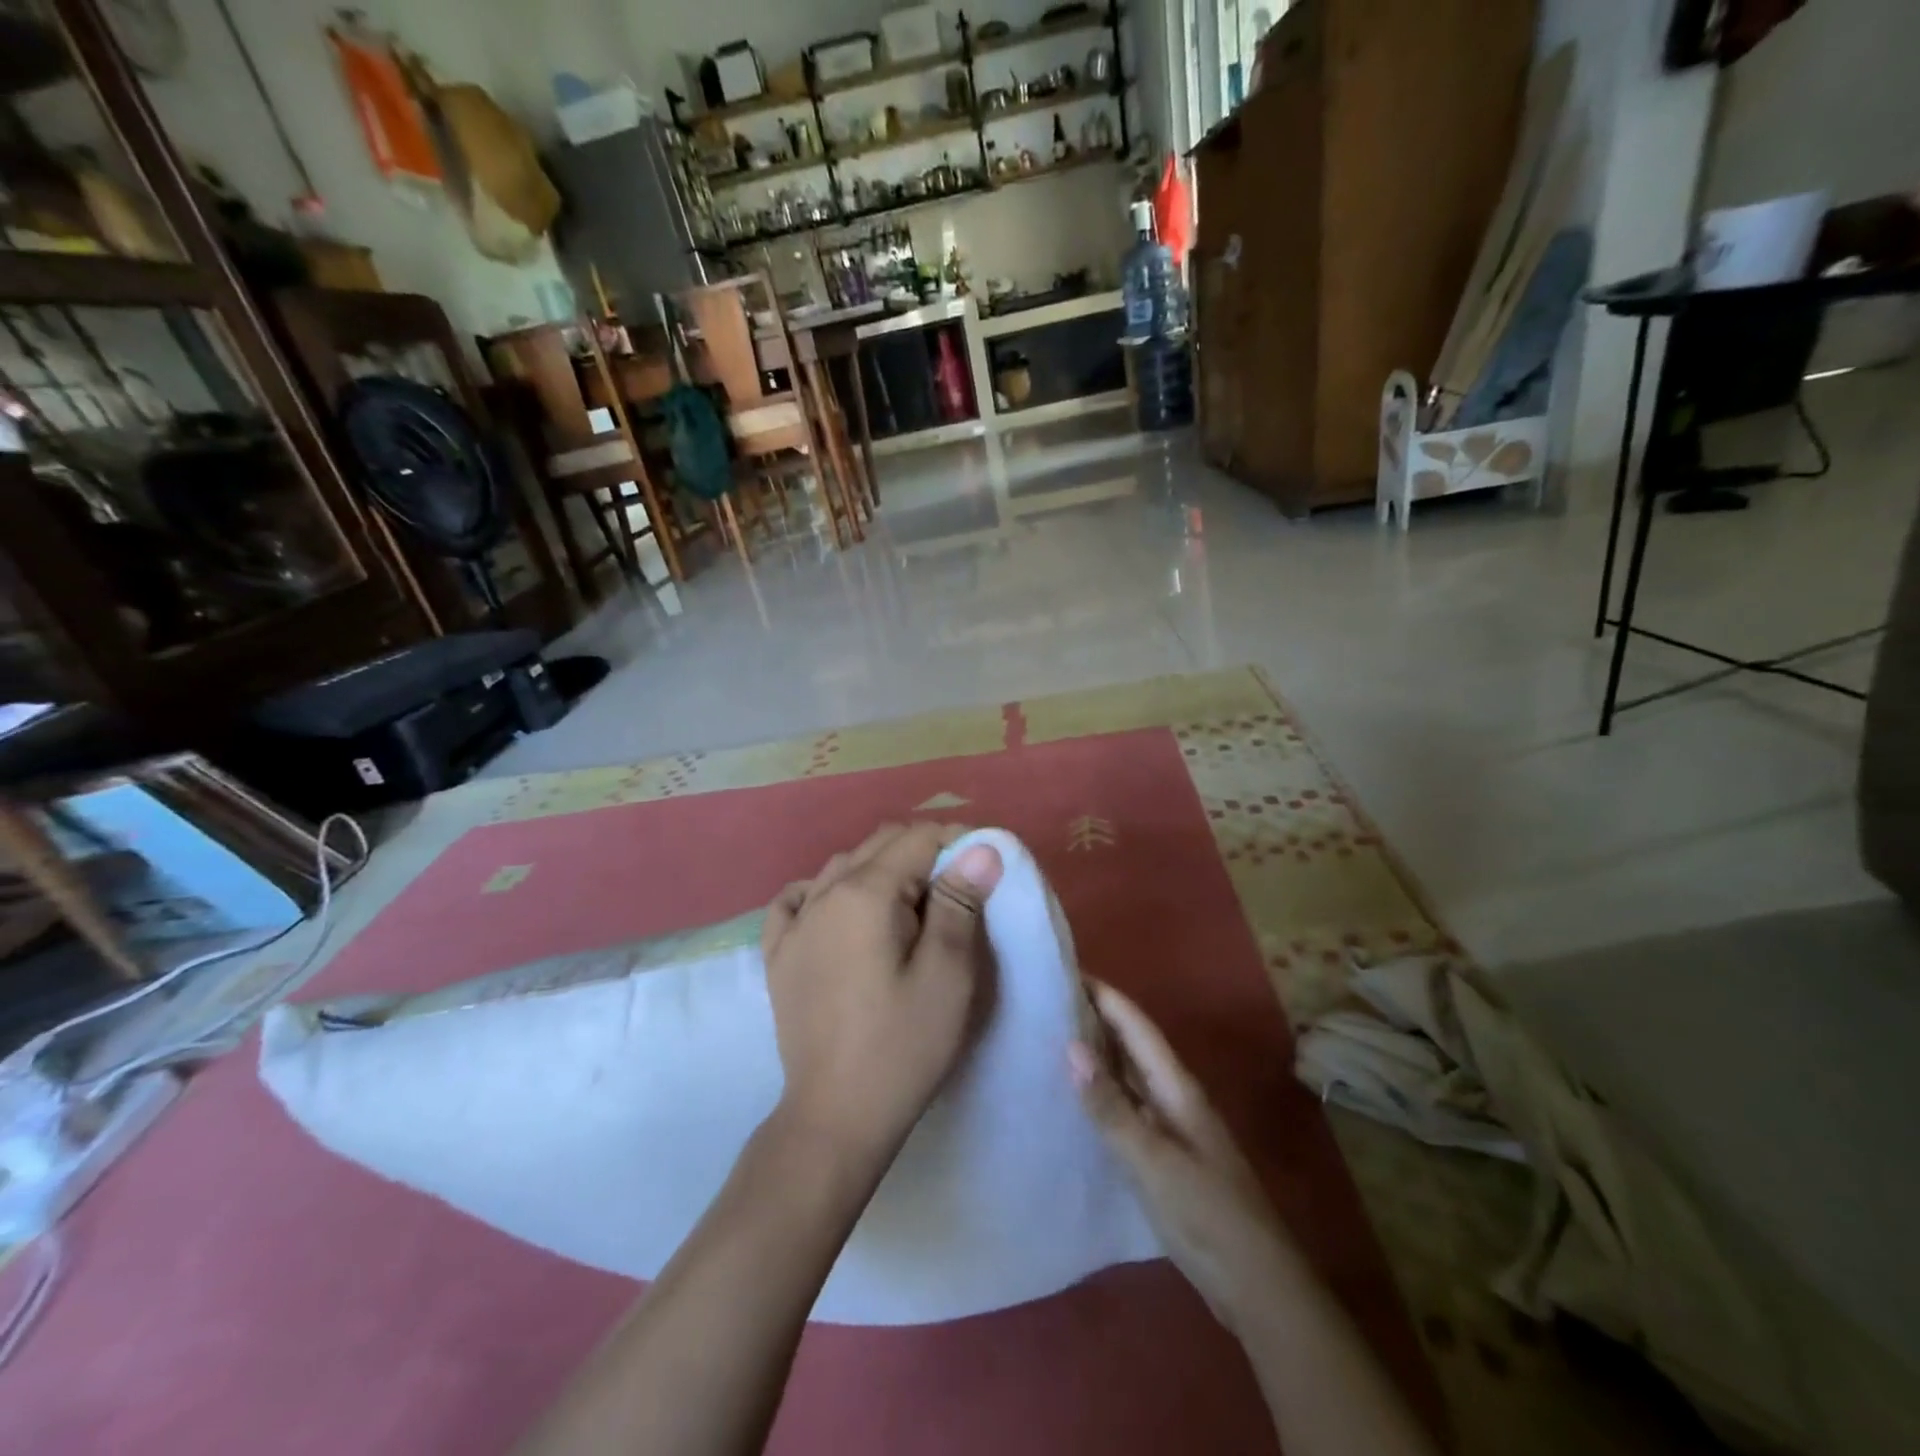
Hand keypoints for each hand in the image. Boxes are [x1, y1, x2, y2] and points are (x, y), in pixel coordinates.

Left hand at [762, 823, 1004, 1170]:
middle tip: (958, 886)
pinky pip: (798, 898)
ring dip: (881, 868)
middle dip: (923, 850)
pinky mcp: (778, 953)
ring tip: (911, 902)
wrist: (836, 1116)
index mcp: (865, 893)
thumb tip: (979, 848)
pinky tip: (840, 909)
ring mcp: (794, 923)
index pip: (918, 839)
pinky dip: (825, 890)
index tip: (985, 865)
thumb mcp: (948, 975)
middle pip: (879, 844)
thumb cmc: (903, 1046)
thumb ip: (960, 903)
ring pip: (842, 866)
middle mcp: (824, 894)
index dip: (957, 841)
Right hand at [1071, 981, 1296, 1333]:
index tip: (1066, 968)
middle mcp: (1173, 1097)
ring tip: (1051, 1037)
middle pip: (1132, 1044)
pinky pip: (1126, 1109)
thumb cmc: (1208, 1215)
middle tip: (1047, 999)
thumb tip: (1071, 1046)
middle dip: (1095, 1017)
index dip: (1104, 995)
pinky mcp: (1164, 1157)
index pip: (1136, 1025)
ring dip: (1096, 1054)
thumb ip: (1111, 1107)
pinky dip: (1101, 1095)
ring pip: (1128, 1076)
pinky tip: (1075, 1101)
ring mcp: (1170, 1128)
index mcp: (1177, 1087)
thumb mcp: (1153, 1161)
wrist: (1258, 1287)